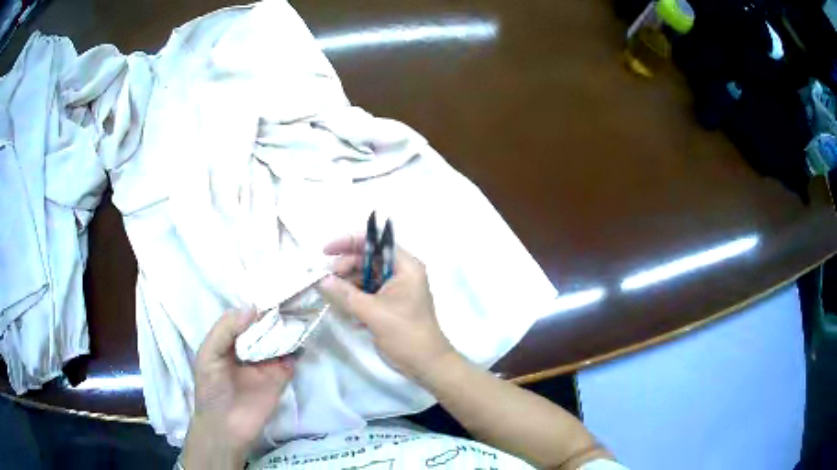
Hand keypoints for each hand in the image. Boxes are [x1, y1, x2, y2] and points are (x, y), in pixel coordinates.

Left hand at [182, 310, 294, 469]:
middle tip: (290, 295)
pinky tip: (303, 334)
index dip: (255, 305)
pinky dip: (298, 347)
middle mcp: (248, 348)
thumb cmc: (211, 389)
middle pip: (263, 326)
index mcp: (229, 340)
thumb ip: (225, 330)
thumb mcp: (209, 355)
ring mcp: (266, 362)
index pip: (243, 317)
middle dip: (274, 313)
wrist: (227, 427)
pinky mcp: (281, 376)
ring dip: (288, 327)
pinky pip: (292, 358)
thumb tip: (252, 307)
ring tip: (300, 309)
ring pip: (279, 339)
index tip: (270, 289)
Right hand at [317, 233, 456, 382]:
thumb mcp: (373, 312)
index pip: (375, 242)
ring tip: (332, 293)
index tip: (326, 251)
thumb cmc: (405, 333)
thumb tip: (322, 279)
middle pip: (368, 258)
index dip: (349, 242)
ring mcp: (396, 289)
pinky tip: (343, 307)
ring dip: (348, 283)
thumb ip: (345, 293)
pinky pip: (368, 292)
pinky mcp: (390, 304)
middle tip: (327, 279)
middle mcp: (401, 273)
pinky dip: (355, 296)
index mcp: (405, 266)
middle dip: (346, 265)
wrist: (425, 364)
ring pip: (366, 276)